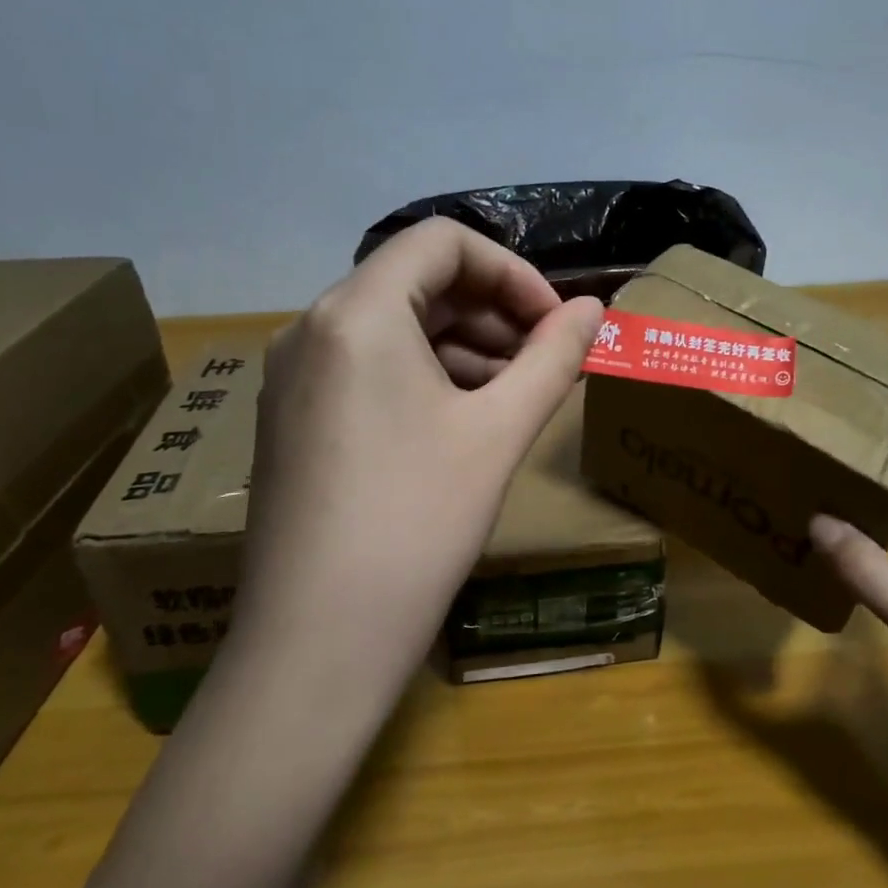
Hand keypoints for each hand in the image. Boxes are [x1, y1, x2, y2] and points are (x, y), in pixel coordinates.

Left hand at [236, 217, 602, 678]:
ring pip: (393, 326)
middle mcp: (312, 328)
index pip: (442, 241)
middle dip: (492, 310)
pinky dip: (424, 374)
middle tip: (545, 360)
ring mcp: (294, 376)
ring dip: (463, 344)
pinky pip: (368, 367)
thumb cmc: (416, 523)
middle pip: (416, 281)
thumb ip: (553, 357)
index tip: (554, 323)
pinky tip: (463, 420)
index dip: (511, 270)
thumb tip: (594, 308)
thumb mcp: (498, 431)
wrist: (315, 646)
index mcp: (356, 312)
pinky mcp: (293, 418)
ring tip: (514, 393)